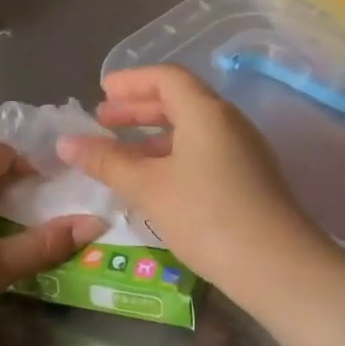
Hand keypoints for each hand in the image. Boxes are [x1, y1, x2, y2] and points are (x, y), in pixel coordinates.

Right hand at [57, 65, 327, 295]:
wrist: (279, 268)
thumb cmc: (207, 216)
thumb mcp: (148, 187)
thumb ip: (106, 161)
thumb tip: (66, 142)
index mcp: (206, 112)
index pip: (166, 78)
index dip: (131, 81)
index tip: (102, 92)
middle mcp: (229, 123)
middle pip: (180, 100)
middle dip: (138, 108)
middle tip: (104, 120)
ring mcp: (244, 152)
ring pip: (193, 130)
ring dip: (155, 135)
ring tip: (123, 154)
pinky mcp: (250, 180)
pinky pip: (204, 152)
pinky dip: (174, 155)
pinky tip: (156, 182)